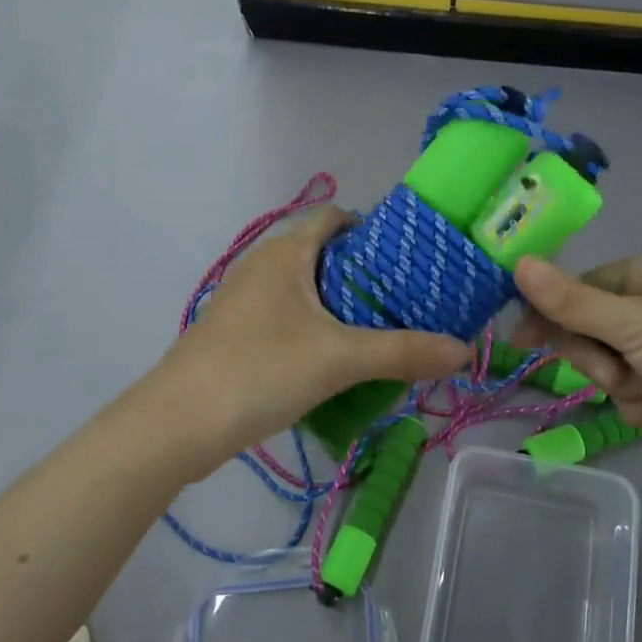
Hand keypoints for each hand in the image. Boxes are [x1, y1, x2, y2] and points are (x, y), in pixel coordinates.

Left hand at [161, 207, 470, 455]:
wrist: (177, 425)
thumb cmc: (260, 370)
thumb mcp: (340, 359)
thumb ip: (404, 352)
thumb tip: (464, 350)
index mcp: (285, 253)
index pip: (333, 216)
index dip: (372, 228)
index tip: (410, 257)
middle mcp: (262, 266)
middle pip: (323, 254)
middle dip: (364, 273)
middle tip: (408, 300)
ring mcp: (244, 301)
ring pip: (304, 290)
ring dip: (340, 305)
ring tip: (382, 330)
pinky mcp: (236, 334)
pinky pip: (287, 318)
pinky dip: (316, 328)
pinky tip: (338, 360)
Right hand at [511, 246, 641, 502]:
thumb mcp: (633, 323)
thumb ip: (571, 300)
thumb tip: (517, 262)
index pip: (587, 285)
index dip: (554, 312)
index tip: (521, 340)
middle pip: (597, 327)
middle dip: (601, 357)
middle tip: (614, 372)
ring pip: (614, 366)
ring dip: (627, 386)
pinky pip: (639, 393)